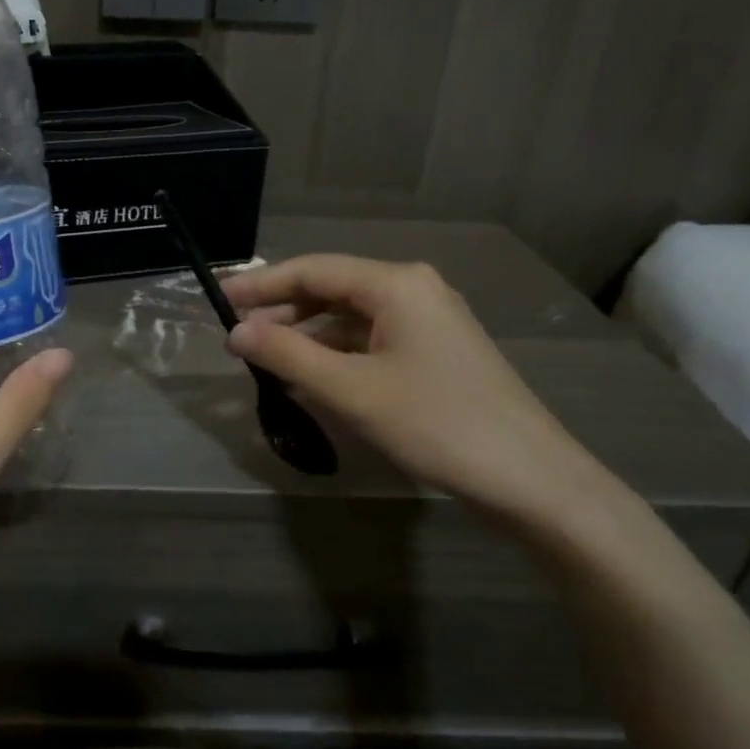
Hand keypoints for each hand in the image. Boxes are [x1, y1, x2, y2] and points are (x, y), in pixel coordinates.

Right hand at [221, 254, 632, 540]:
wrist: (531, 478)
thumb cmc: (436, 424)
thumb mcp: (351, 390)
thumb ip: (288, 354)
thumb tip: (235, 332)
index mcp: (396, 284)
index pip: (312, 270)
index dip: (261, 285)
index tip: (218, 301)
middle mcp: (413, 289)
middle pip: (332, 288)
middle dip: (282, 310)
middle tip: (237, 336)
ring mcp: (429, 320)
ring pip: (351, 316)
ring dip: (307, 334)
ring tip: (266, 358)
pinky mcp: (436, 351)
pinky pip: (371, 338)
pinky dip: (336, 352)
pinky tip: (312, 375)